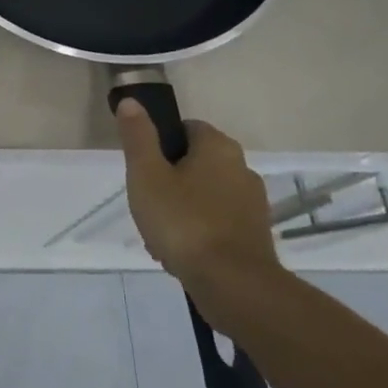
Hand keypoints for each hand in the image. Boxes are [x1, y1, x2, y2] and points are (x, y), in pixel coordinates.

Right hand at [116, 105, 282, 326]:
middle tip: (146, 204)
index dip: (160, 145)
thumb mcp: (147, 174)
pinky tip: (180, 255)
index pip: (185, 128)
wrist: (234, 286)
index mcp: (218, 147)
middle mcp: (242, 168)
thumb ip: (138, 136)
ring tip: (159, 236)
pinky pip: (217, 224)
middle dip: (168, 182)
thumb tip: (132, 101)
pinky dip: (198, 233)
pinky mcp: (256, 236)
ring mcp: (253, 204)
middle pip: (194, 164)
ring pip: (204, 196)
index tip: (143, 170)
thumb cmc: (184, 221)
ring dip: (181, 210)